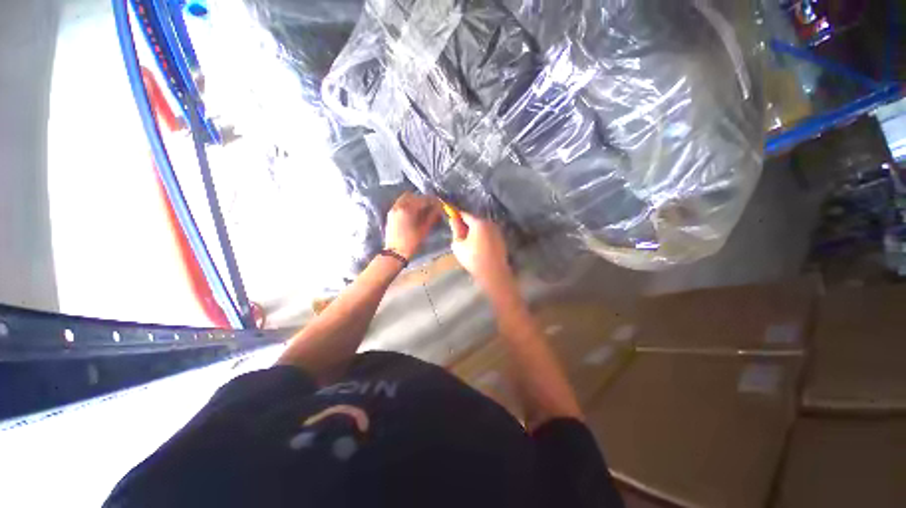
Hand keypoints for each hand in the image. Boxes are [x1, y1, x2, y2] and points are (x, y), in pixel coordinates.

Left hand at [384, 192, 441, 259]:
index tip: (439, 204)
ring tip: (422, 208)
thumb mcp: (424, 229)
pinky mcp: (391, 213)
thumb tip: (438, 208)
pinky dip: (408, 204)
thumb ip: (432, 216)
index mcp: (408, 209)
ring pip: (405, 198)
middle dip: (423, 199)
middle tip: (431, 206)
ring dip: (415, 200)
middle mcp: (399, 206)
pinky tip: (413, 212)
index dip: (432, 200)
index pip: (423, 199)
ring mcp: (393, 209)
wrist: (395, 252)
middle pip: (413, 196)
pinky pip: (400, 203)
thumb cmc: (411, 242)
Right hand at [448, 211, 513, 290]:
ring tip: (467, 242)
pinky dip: (482, 237)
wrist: (493, 273)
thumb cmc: (473, 258)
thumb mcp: (458, 244)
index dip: (457, 216)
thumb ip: (456, 229)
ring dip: (474, 231)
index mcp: (478, 223)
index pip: (465, 214)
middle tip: (458, 233)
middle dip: (466, 224)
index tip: (451, 218)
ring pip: (482, 227)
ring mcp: (497, 231)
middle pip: (475, 220)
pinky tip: (477, 246)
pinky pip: (488, 234)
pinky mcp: (501, 239)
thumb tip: (453, 219)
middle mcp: (489, 223)